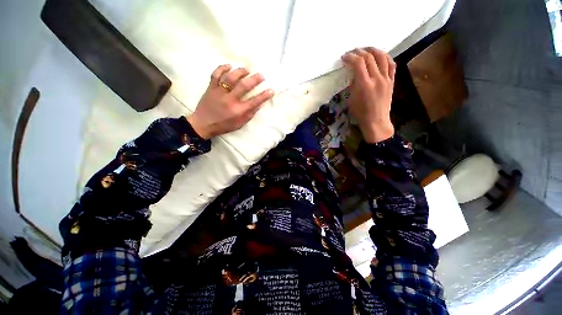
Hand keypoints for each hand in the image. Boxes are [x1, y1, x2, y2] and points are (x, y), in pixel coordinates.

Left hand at [187, 65, 273, 138]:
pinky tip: (229, 66)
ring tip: (246, 70)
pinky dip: (222, 68)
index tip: (271, 90)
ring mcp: (219, 92)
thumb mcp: (239, 124)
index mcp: (238, 111)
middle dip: (254, 79)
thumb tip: (259, 105)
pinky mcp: (210, 88)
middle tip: (261, 75)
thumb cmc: (224, 126)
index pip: (254, 102)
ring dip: (240, 72)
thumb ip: (249, 114)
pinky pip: (215, 75)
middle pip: (244, 86)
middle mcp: (230, 100)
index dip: (264, 95)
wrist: (203, 124)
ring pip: (230, 78)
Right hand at [342, 48, 395, 142]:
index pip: (358, 63)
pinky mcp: (392, 81)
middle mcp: (377, 79)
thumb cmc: (360, 113)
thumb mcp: (352, 99)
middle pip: (369, 57)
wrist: (376, 120)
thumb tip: (354, 73)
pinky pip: (391, 64)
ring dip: (373, 50)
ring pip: (382, 57)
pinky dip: (385, 57)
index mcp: (364, 84)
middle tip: (353, 52)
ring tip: (367, 49)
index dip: (350, 57)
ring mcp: (386, 79)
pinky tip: (380, 55)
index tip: (344, 57)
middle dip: (359, 52)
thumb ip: (353, 84)